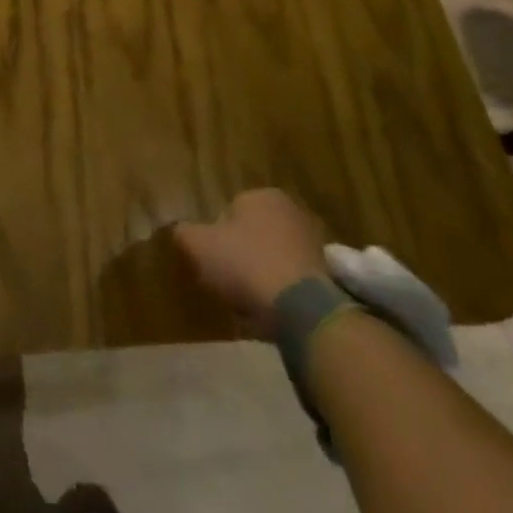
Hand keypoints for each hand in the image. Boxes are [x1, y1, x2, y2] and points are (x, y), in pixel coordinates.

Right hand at [173, 189, 330, 338]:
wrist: (305, 310)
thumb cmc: (246, 264)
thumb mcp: (198, 245)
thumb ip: (184, 233)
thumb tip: (180, 230)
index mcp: (261, 195)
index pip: (229, 211)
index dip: (217, 239)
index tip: (212, 264)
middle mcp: (292, 211)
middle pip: (255, 236)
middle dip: (243, 258)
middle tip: (230, 286)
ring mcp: (316, 244)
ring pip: (276, 260)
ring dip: (264, 279)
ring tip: (252, 308)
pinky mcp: (332, 278)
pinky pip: (296, 284)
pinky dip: (285, 297)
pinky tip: (274, 317)